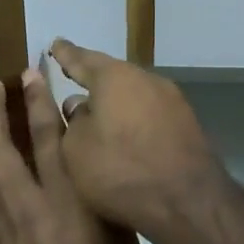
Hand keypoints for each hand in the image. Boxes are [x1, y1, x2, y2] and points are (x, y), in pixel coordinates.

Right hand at [48, 39, 231, 243]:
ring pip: (133, 94)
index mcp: (114, 77)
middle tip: (73, 77)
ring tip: (97, 111)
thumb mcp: (76, 149)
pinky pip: (150, 113)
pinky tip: (126, 133)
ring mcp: (172, 100)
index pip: (81, 60)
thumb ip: (73, 121)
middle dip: (92, 78)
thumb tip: (80, 106)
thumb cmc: (121, 170)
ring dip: (115, 102)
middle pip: (112, 75)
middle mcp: (146, 79)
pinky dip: (134, 118)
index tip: (55, 44)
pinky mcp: (187, 123)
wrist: (188, 199)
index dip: (65, 55)